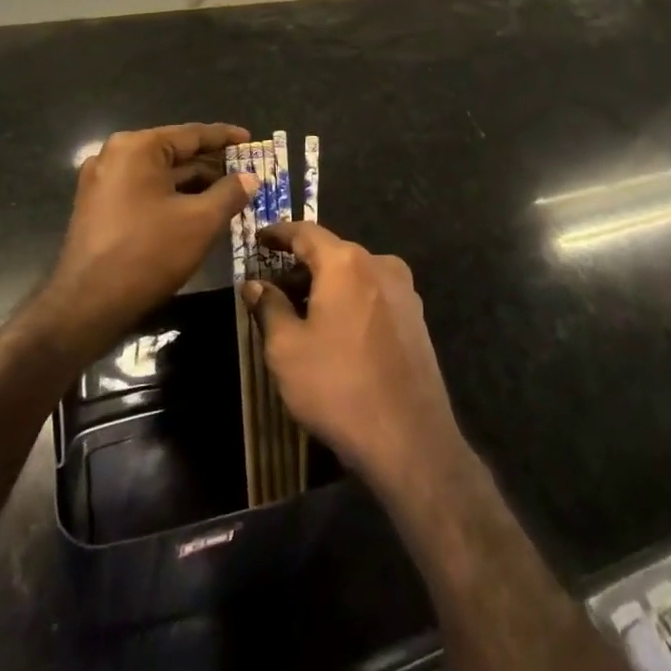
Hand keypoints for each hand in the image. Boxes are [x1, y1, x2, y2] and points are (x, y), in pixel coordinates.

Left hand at [39, 123, 255, 360]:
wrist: (86, 306)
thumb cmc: (148, 253)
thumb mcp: (201, 221)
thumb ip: (230, 193)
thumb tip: (250, 178)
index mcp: (137, 147)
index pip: (192, 134)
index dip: (225, 137)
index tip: (250, 138)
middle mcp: (114, 156)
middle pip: (174, 152)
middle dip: (211, 164)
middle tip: (245, 170)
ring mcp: (101, 182)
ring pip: (159, 174)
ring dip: (193, 183)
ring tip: (229, 192)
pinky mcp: (97, 208)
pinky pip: (144, 191)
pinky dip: (171, 197)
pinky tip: (197, 210)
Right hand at [244, 222, 464, 496]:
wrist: (409, 438)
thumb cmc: (338, 387)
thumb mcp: (287, 349)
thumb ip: (269, 307)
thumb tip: (255, 284)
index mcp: (346, 262)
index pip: (305, 232)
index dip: (278, 233)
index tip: (258, 239)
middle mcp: (380, 264)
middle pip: (332, 253)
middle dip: (300, 266)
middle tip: (272, 288)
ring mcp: (404, 290)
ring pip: (354, 275)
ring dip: (326, 286)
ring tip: (300, 314)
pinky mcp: (416, 317)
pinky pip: (373, 295)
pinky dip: (349, 301)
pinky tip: (335, 332)